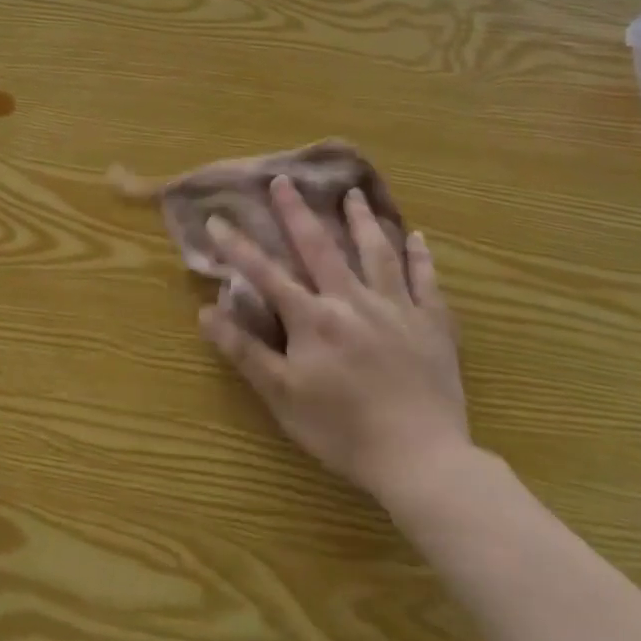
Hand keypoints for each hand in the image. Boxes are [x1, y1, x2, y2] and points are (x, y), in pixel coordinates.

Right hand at [200, 176, 470, 505]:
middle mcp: (353, 301)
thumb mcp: (282, 395)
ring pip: (377, 253)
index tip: (216, 218)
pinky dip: (420, 257)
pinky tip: (417, 237)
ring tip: (352, 193)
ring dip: (362, 220)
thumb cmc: (342, 430)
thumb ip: (245, 351)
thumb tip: (206, 312)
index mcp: (314, 319)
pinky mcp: (433, 326)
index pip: (266, 274)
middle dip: (297, 212)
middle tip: (284, 180)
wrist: (422, 460)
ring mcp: (397, 309)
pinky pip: (426, 282)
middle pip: (321, 247)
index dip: (237, 246)